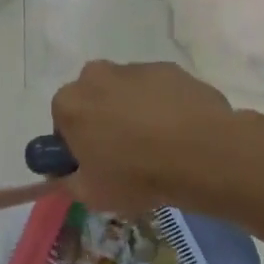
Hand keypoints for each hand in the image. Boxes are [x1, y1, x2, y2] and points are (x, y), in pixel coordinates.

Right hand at [50, 61, 234, 214]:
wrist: (202, 153)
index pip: (62, 120)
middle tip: (125, 155)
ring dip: (134, 112)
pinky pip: (158, 90)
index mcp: (70, 102)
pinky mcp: (170, 69)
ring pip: (126, 92)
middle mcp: (97, 75)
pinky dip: (163, 106)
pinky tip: (180, 132)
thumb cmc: (137, 175)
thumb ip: (68, 182)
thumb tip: (64, 176)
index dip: (77, 144)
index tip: (94, 164)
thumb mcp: (92, 194)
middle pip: (94, 99)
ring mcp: (136, 68)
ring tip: (159, 146)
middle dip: (104, 121)